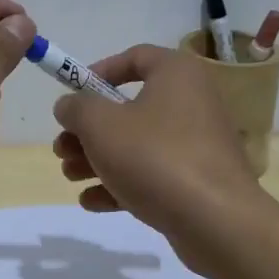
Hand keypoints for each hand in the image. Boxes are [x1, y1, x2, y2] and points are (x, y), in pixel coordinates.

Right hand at [50, 44, 263, 267]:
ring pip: (137, 144)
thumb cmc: (154, 157)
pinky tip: (90, 202)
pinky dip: (121, 183)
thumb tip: (69, 106)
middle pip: (129, 107)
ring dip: (98, 158)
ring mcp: (197, 144)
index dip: (98, 72)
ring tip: (70, 175)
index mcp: (176, 74)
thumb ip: (77, 108)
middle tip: (62, 148)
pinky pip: (153, 174)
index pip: (135, 57)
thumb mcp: (100, 125)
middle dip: (89, 130)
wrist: (215, 221)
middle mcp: (192, 102)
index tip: (72, 95)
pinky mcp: (197, 181)